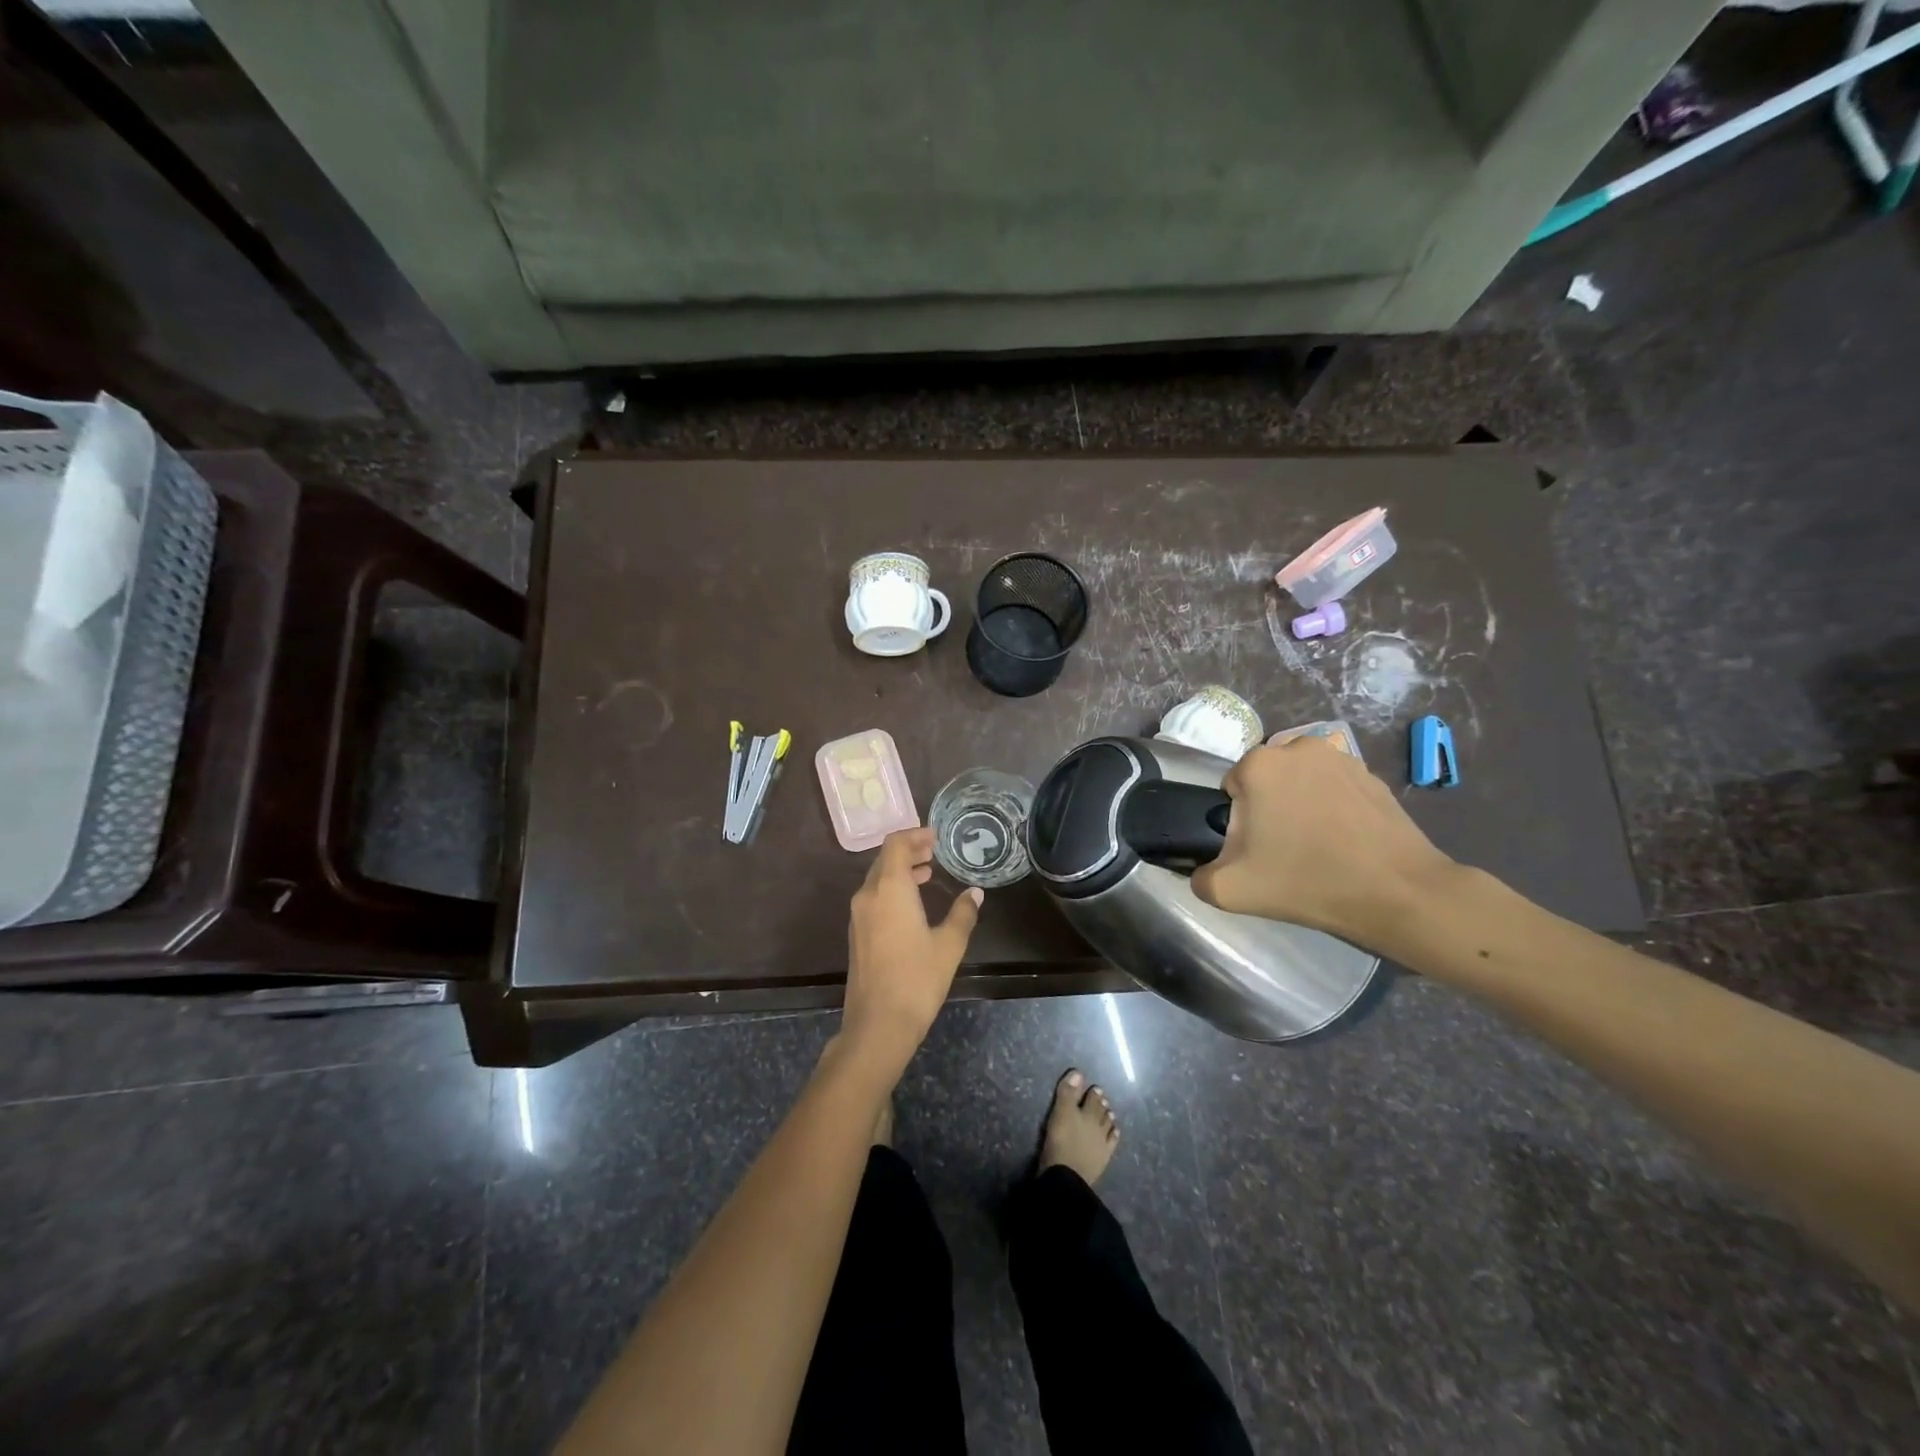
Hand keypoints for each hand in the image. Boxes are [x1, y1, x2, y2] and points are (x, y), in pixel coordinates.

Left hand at [840, 828, 982, 1079]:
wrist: (878, 1024)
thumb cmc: (917, 979)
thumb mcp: (949, 944)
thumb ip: (963, 913)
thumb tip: (975, 893)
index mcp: (889, 888)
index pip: (895, 844)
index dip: (915, 835)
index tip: (936, 837)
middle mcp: (868, 895)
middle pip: (884, 859)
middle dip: (909, 851)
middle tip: (934, 851)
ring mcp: (858, 915)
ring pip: (877, 878)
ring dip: (900, 870)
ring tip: (927, 872)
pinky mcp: (857, 933)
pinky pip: (873, 897)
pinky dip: (891, 889)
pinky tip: (912, 903)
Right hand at [1191, 737, 1457, 948]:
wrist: (1396, 893)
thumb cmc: (1306, 882)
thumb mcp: (1229, 890)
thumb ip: (1198, 875)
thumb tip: (1201, 868)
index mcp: (1258, 764)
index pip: (1230, 789)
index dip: (1239, 822)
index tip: (1258, 849)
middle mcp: (1296, 747)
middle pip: (1265, 780)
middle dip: (1268, 807)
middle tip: (1285, 849)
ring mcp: (1339, 756)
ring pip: (1299, 780)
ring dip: (1300, 803)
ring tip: (1318, 844)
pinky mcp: (1371, 773)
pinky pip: (1333, 786)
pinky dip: (1332, 805)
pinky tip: (1345, 839)